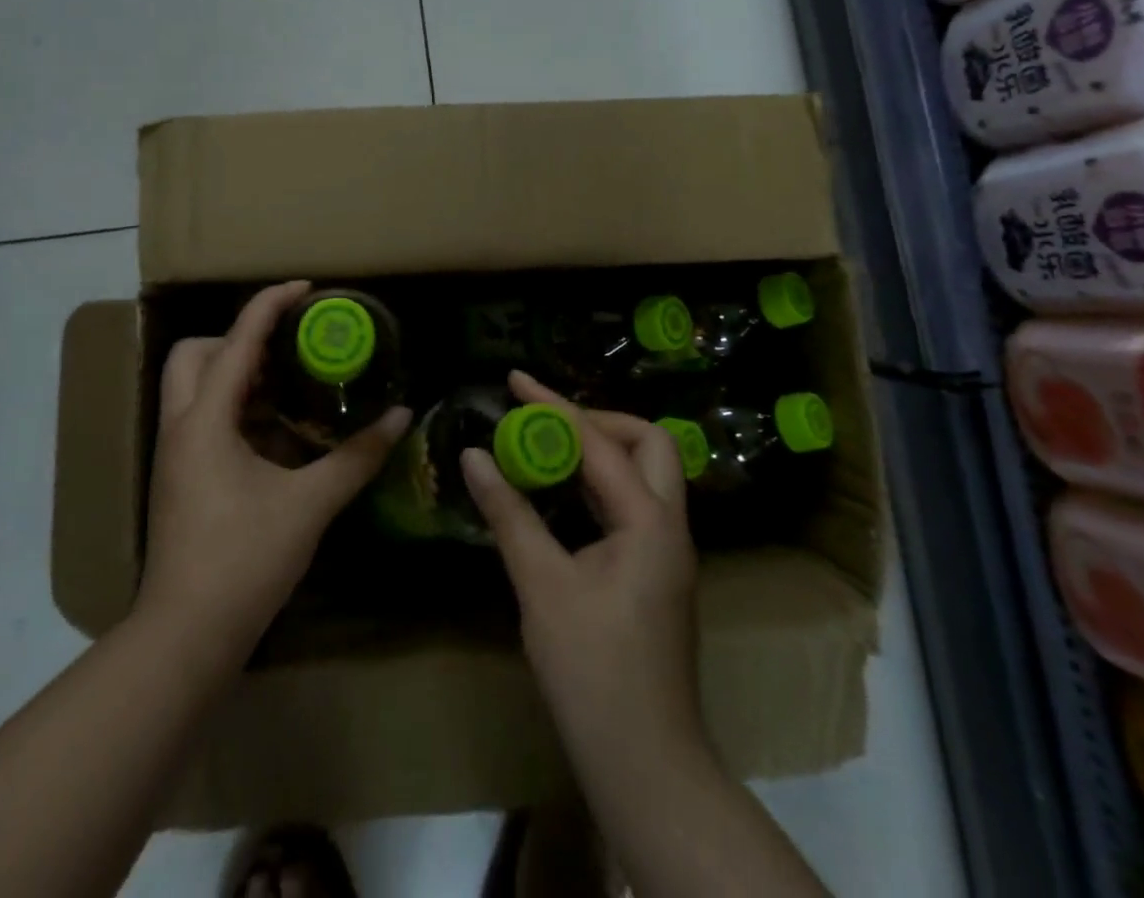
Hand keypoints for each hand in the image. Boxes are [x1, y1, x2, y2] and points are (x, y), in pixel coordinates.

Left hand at [137, 281, 410, 657]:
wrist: (185, 637)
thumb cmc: (243, 560)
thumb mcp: (309, 504)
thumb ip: (356, 457)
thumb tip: (400, 418)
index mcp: (205, 420)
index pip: (237, 340)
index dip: (270, 305)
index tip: (306, 289)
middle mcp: (182, 426)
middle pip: (196, 352)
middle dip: (240, 339)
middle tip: (289, 349)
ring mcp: (176, 453)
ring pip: (195, 386)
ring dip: (239, 374)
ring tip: (292, 382)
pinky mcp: (181, 477)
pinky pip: (204, 418)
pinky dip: (238, 408)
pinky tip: (279, 432)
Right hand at [461, 371, 704, 768]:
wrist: (644, 763)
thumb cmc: (592, 670)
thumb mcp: (541, 585)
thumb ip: (509, 513)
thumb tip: (474, 455)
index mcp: (649, 521)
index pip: (599, 442)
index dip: (553, 406)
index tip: (514, 381)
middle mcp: (669, 525)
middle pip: (648, 443)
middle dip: (596, 419)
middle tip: (545, 419)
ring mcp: (667, 551)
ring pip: (643, 473)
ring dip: (598, 449)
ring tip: (546, 442)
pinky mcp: (655, 572)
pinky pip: (631, 503)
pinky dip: (598, 483)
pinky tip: (562, 491)